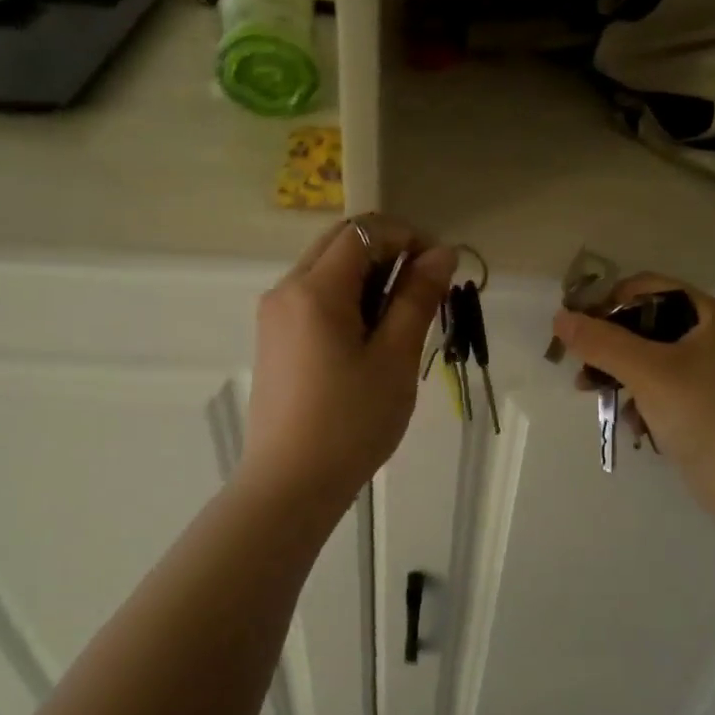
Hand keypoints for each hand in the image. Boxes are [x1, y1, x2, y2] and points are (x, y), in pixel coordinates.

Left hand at [240, 219, 455, 510]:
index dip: (407, 236)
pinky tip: (368, 339)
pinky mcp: (273, 338)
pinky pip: (313, 297)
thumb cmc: (351, 422)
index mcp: (314, 289)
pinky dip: (346, 299)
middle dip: (387, 251)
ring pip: (326, 269)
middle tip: (423, 291)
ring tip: (400, 321)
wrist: (290, 484)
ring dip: (367, 276)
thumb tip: (441, 253)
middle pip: (340, 242)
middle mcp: (286, 289)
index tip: (438, 267)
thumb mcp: (394, 359)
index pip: (364, 230)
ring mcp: (274, 315)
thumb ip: (417, 298)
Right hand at [550, 274, 714, 521]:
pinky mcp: (708, 406)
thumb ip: (601, 342)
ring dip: (620, 375)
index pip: (648, 287)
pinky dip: (642, 400)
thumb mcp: (648, 372)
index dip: (608, 302)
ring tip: (594, 396)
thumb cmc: (705, 415)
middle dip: (610, 345)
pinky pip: (663, 389)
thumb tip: (560, 318)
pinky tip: (632, 425)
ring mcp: (714, 373)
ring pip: (651, 359)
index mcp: (711, 315)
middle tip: (582, 368)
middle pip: (647, 323)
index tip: (578, 329)